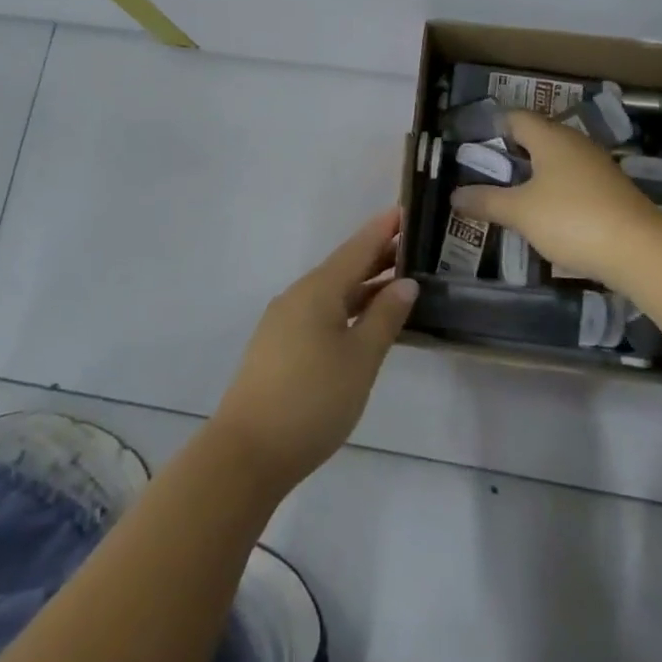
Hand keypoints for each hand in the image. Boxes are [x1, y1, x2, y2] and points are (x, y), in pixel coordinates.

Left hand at [211, 210, 416, 494]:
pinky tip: (363, 322)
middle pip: (344, 267)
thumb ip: (385, 317)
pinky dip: (347, 307)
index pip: (357, 248)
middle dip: (377, 256)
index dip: (383, 229)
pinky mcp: (278, 347)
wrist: (247, 452)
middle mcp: (298, 296)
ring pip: (332, 292)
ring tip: (397, 283)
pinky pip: (320, 312)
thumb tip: (406, 283)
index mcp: (318, 289)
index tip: (406, 209)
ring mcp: (284, 321)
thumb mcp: (360, 359)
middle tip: (414, 248)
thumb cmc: (312, 400)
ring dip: (363, 285)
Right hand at [450, 110, 661, 285]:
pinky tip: (546, 214)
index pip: (516, 117)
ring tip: (511, 195)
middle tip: (486, 172)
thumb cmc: (572, 219)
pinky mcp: (611, 190)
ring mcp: (597, 166)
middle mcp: (575, 143)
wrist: (641, 250)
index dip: (493, 126)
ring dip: (535, 174)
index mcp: (550, 137)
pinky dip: (556, 191)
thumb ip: (487, 201)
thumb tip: (455, 196)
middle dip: (512, 152)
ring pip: (557, 160)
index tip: (472, 144)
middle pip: (537, 137)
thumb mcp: (521, 212)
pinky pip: (574, 181)